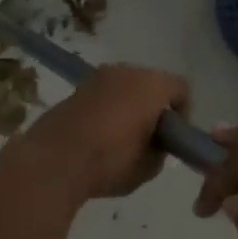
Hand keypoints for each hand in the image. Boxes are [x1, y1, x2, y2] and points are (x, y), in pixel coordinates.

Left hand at [5, 64, 190, 203]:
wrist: (54, 160)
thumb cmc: (110, 161)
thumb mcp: (149, 167)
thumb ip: (160, 150)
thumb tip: (155, 144)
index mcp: (152, 84)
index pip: (181, 89)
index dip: (183, 112)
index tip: (174, 137)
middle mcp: (126, 71)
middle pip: (152, 83)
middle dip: (154, 106)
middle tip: (150, 137)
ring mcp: (98, 77)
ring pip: (125, 87)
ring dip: (129, 106)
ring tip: (122, 138)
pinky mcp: (76, 89)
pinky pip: (103, 95)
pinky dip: (107, 109)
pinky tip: (99, 136)